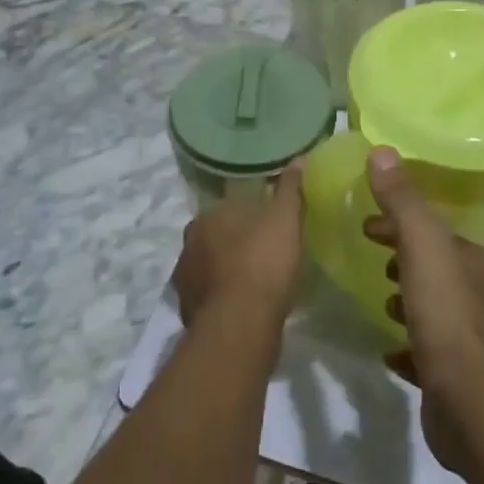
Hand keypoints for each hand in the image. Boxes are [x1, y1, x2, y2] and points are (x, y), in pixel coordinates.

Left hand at [172, 163, 303, 332]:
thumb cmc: (263, 262)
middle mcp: (189, 244)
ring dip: (225, 271)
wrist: (241, 325)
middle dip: (234, 242)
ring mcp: (185, 280)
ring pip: (208, 267)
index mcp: (208, 216)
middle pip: (215, 237)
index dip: (249, 215)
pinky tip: (243, 306)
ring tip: (254, 281)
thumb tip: (298, 158)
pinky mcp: (188, 312)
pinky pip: (209, 297)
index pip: (228, 207)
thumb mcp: (285, 218)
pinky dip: (223, 298)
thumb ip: (290, 188)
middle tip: (262, 252)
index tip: (268, 225)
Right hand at [362, 148, 483, 471]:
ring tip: (380, 300)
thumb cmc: (446, 315)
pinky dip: (407, 343)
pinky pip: (425, 350)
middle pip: (434, 264)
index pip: (433, 229)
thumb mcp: (422, 247)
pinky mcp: (453, 375)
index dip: (399, 222)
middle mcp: (476, 294)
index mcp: (472, 260)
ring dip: (407, 297)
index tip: (366, 224)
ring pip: (432, 305)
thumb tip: (381, 151)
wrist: (472, 403)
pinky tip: (388, 350)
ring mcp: (467, 337)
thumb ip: (402, 200)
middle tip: (368, 254)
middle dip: (402, 255)